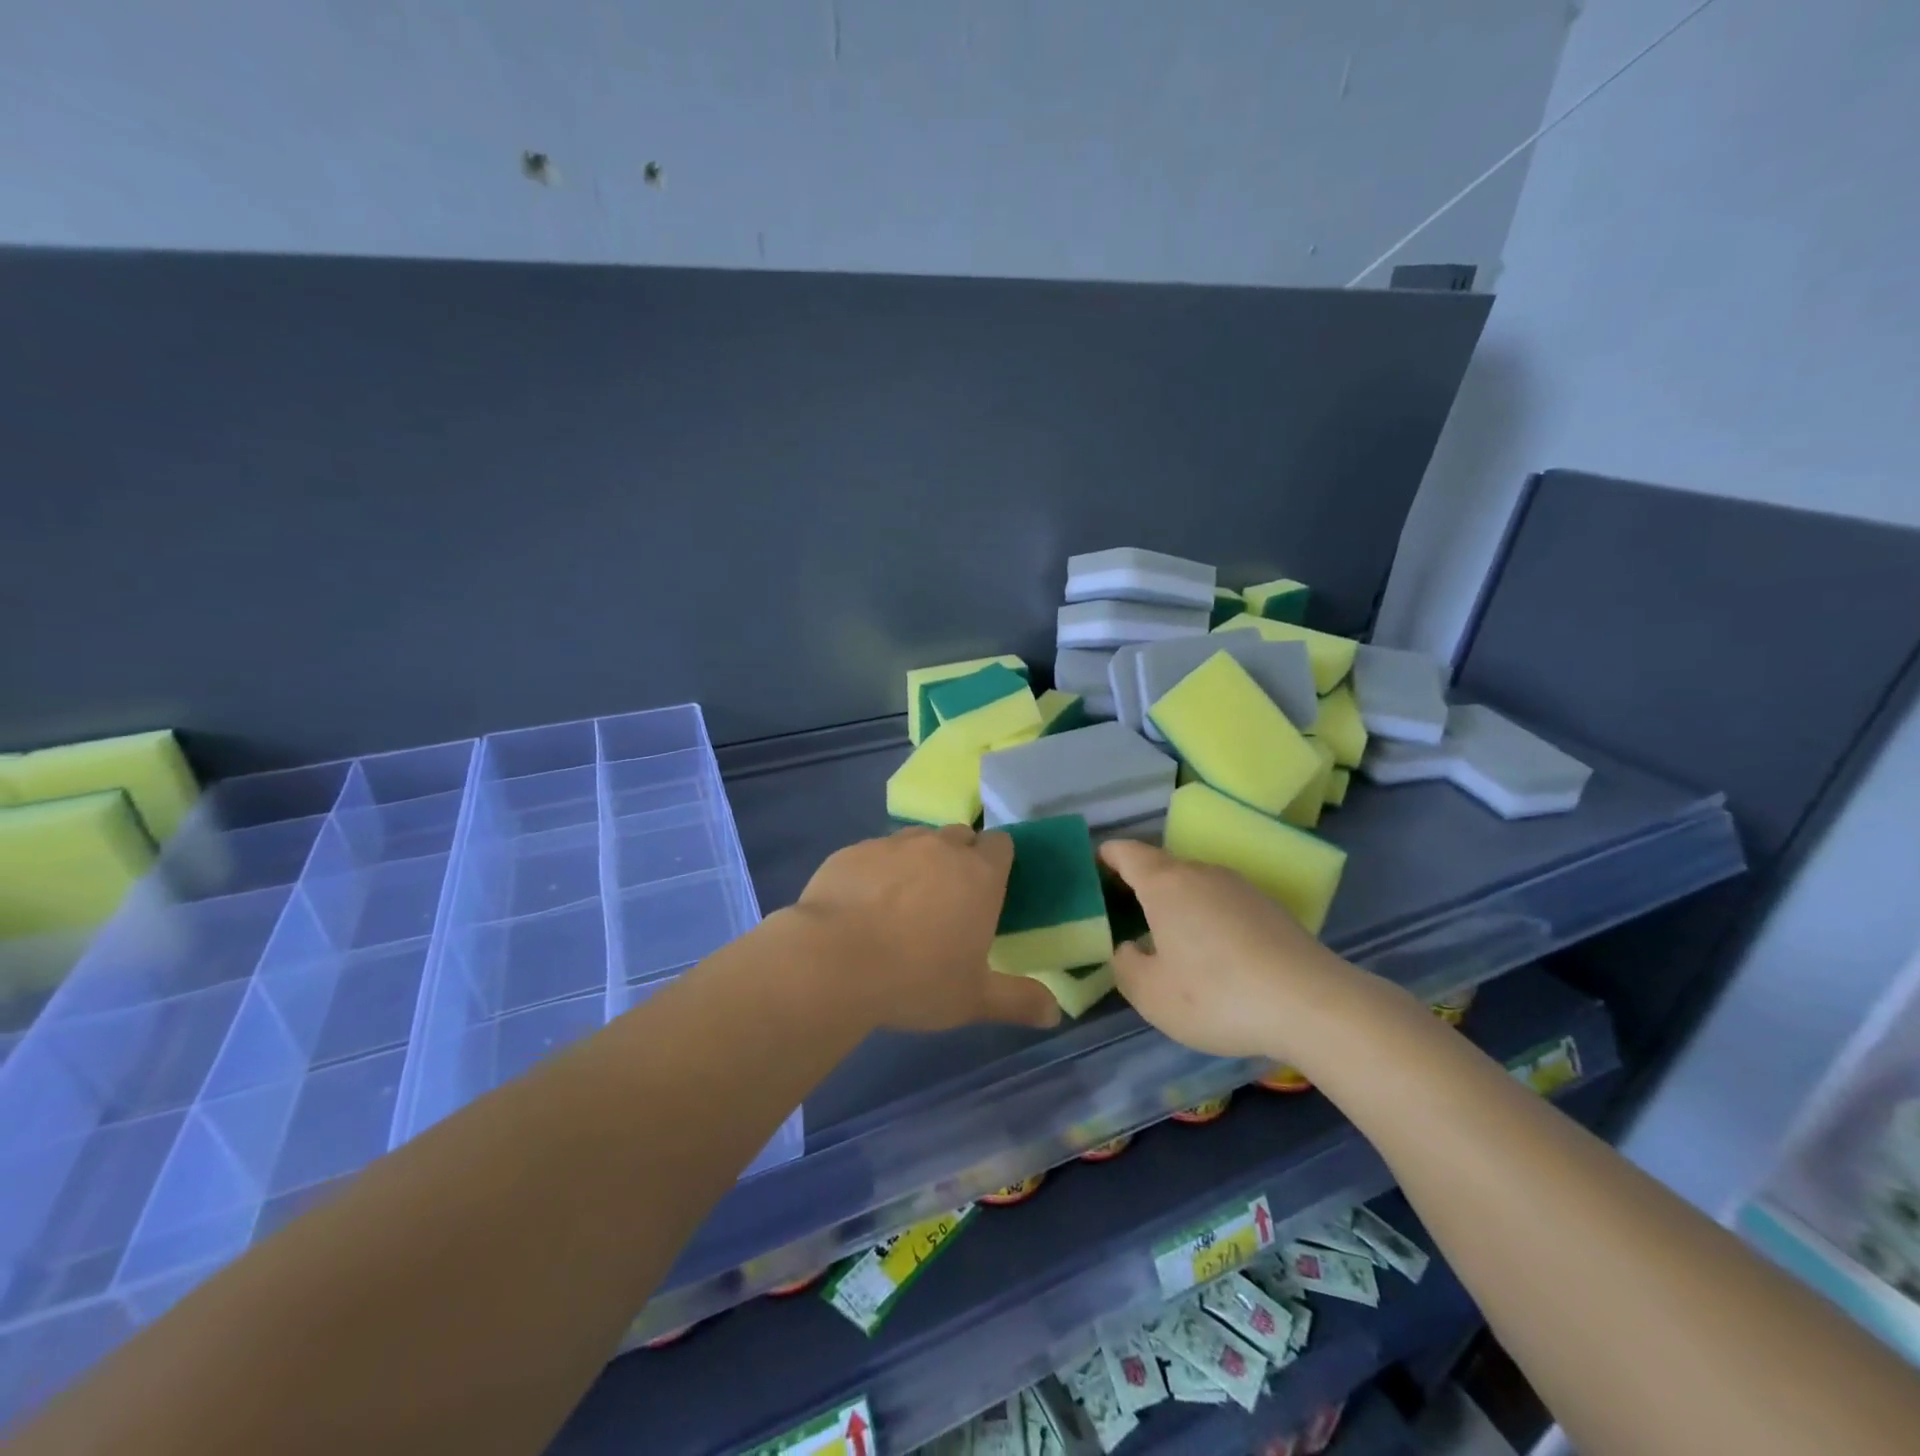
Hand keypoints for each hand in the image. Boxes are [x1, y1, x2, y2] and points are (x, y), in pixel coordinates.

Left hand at [792, 825, 1061, 1032]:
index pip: (1001, 844)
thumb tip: (1055, 1014)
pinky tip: (862, 904)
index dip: (998, 861)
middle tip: (948, 900)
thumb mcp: (973, 999)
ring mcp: (892, 844)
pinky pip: (875, 852)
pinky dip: (877, 871)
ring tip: (903, 901)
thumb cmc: (916, 980)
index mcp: (979, 875)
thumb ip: (1018, 1001)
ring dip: (918, 861)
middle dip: (959, 858)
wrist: (834, 962)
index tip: (989, 889)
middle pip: (960, 836)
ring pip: (916, 840)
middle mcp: (939, 848)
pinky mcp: (853, 851)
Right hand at [1098, 838, 1373, 1061]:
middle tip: (1123, 915)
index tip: (1094, 867)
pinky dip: (1207, 918)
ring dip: (1176, 904)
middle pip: (1162, 867)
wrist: (1312, 1004)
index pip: (1127, 852)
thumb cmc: (1216, 994)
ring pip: (1195, 886)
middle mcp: (1202, 873)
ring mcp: (1240, 887)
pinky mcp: (1270, 908)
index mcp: (1165, 883)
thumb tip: (1129, 948)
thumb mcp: (1151, 994)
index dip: (1107, 856)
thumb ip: (1125, 966)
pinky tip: (1212, 955)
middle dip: (1140, 885)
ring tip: (1167, 939)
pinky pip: (1223, 903)